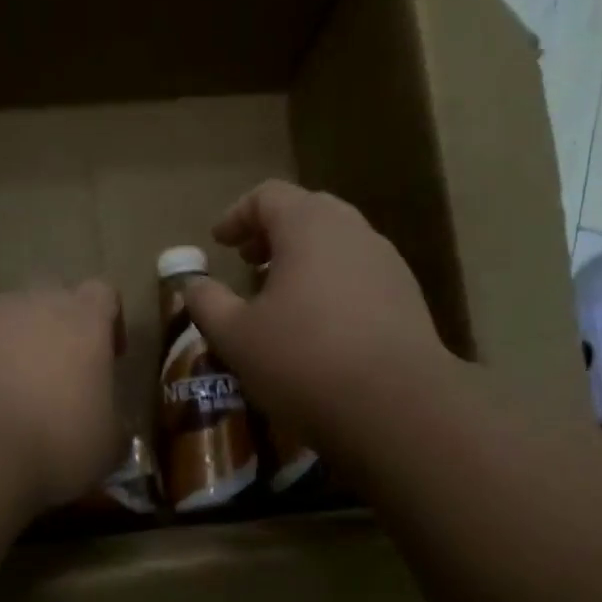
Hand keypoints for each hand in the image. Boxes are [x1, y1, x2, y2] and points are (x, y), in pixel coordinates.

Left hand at [0, 282, 123, 511]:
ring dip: (16, 346)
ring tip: (16, 393)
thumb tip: (107, 424)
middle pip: (52, 299)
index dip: (109, 322)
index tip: (109, 357)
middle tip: (61, 374)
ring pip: (7, 320)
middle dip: (59, 329)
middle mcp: (35, 303)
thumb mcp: (107, 444)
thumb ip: (111, 420)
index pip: (103, 294)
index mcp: (84, 319)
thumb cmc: (57, 439)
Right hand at [181, 181, 449, 444]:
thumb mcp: (235, 336)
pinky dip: (331, 284)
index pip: (268, 195)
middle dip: (272, 234)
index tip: (219, 244)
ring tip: (281, 297)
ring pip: (337, 244)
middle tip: (249, 263)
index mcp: (309, 225)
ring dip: (303, 260)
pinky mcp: (408, 297)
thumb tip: (193, 284)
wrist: (396, 406)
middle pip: (307, 213)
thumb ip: (206, 303)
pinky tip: (319, 326)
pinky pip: (359, 274)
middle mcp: (353, 231)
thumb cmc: (303, 360)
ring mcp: (387, 262)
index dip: (237, 216)